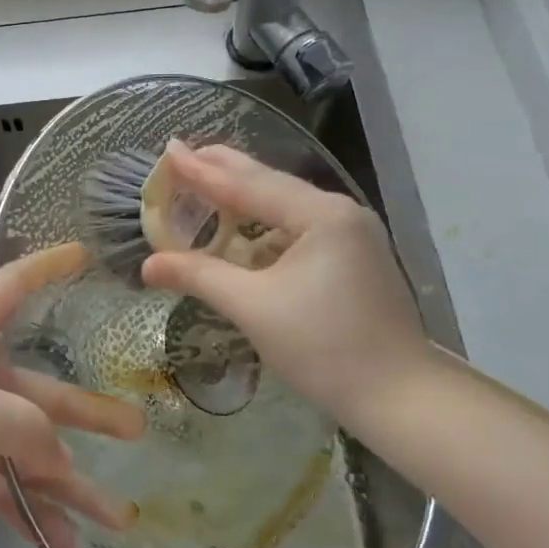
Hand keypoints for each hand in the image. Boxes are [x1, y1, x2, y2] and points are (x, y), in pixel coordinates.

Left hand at [0, 243, 143, 547]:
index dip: (43, 268)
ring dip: (74, 486)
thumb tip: (60, 457)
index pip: (8, 289)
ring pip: (33, 452)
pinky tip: (71, 547)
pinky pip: (11, 492)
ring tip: (121, 516)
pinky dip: (39, 517)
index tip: (81, 255)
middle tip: (137, 427)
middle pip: (40, 390)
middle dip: (88, 414)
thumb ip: (29, 426)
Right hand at [139, 143, 436, 425]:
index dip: (203, 170)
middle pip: (270, 184)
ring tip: (205, 185)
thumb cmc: (325, 348)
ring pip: (284, 205)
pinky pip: (297, 227)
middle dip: (223, 171)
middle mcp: (339, 212)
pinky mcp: (353, 256)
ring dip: (243, 197)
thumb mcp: (254, 308)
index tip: (169, 150)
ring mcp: (351, 234)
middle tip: (182, 156)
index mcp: (320, 215)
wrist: (400, 398)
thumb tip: (148, 265)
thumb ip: (200, 276)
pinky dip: (263, 224)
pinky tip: (242, 229)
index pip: (248, 184)